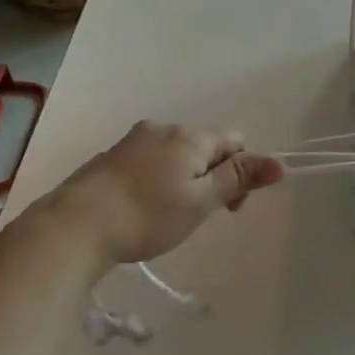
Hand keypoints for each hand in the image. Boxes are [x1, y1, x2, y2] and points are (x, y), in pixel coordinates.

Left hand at [24, 121, 284, 268]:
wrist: (76, 225)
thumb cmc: (147, 216)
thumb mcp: (201, 202)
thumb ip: (239, 179)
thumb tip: (279, 162)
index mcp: (189, 136)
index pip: (233, 140)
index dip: (241, 171)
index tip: (228, 208)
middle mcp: (163, 128)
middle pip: (204, 146)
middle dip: (211, 176)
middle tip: (197, 216)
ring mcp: (133, 140)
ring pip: (175, 154)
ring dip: (183, 179)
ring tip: (166, 216)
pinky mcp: (111, 157)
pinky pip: (149, 162)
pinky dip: (156, 181)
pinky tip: (141, 209)